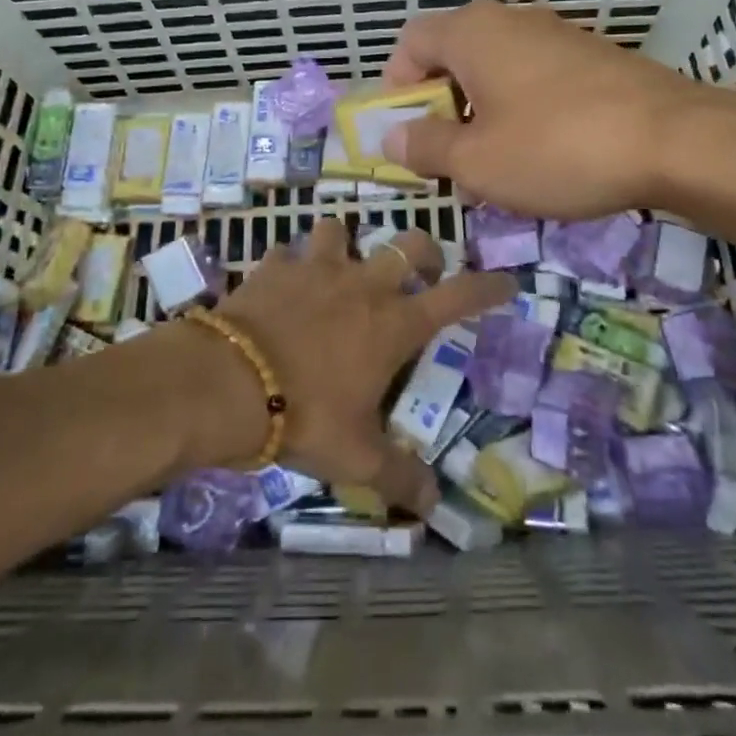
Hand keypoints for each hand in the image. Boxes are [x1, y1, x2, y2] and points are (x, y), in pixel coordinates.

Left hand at [176, 220, 513, 513]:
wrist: (229, 384)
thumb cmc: (305, 416)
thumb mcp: (357, 457)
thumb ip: (399, 476)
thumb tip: (433, 505)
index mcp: (394, 323)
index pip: (459, 296)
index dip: (488, 287)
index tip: (506, 282)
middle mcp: (363, 284)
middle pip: (409, 243)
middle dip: (423, 250)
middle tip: (421, 269)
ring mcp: (316, 268)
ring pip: (341, 230)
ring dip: (346, 244)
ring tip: (340, 265)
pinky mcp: (274, 266)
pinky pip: (287, 253)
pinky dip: (289, 264)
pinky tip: (282, 282)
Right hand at [381, 0, 735, 219]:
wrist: (677, 141)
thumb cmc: (557, 148)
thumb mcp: (477, 161)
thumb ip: (426, 146)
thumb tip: (393, 136)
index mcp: (472, 33)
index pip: (410, 41)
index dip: (396, 85)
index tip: (407, 131)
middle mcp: (511, 21)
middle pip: (453, 56)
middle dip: (441, 108)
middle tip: (447, 157)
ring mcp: (557, 36)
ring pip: (496, 71)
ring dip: (481, 114)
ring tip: (495, 166)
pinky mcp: (593, 58)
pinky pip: (536, 79)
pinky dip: (522, 111)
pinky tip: (542, 156)